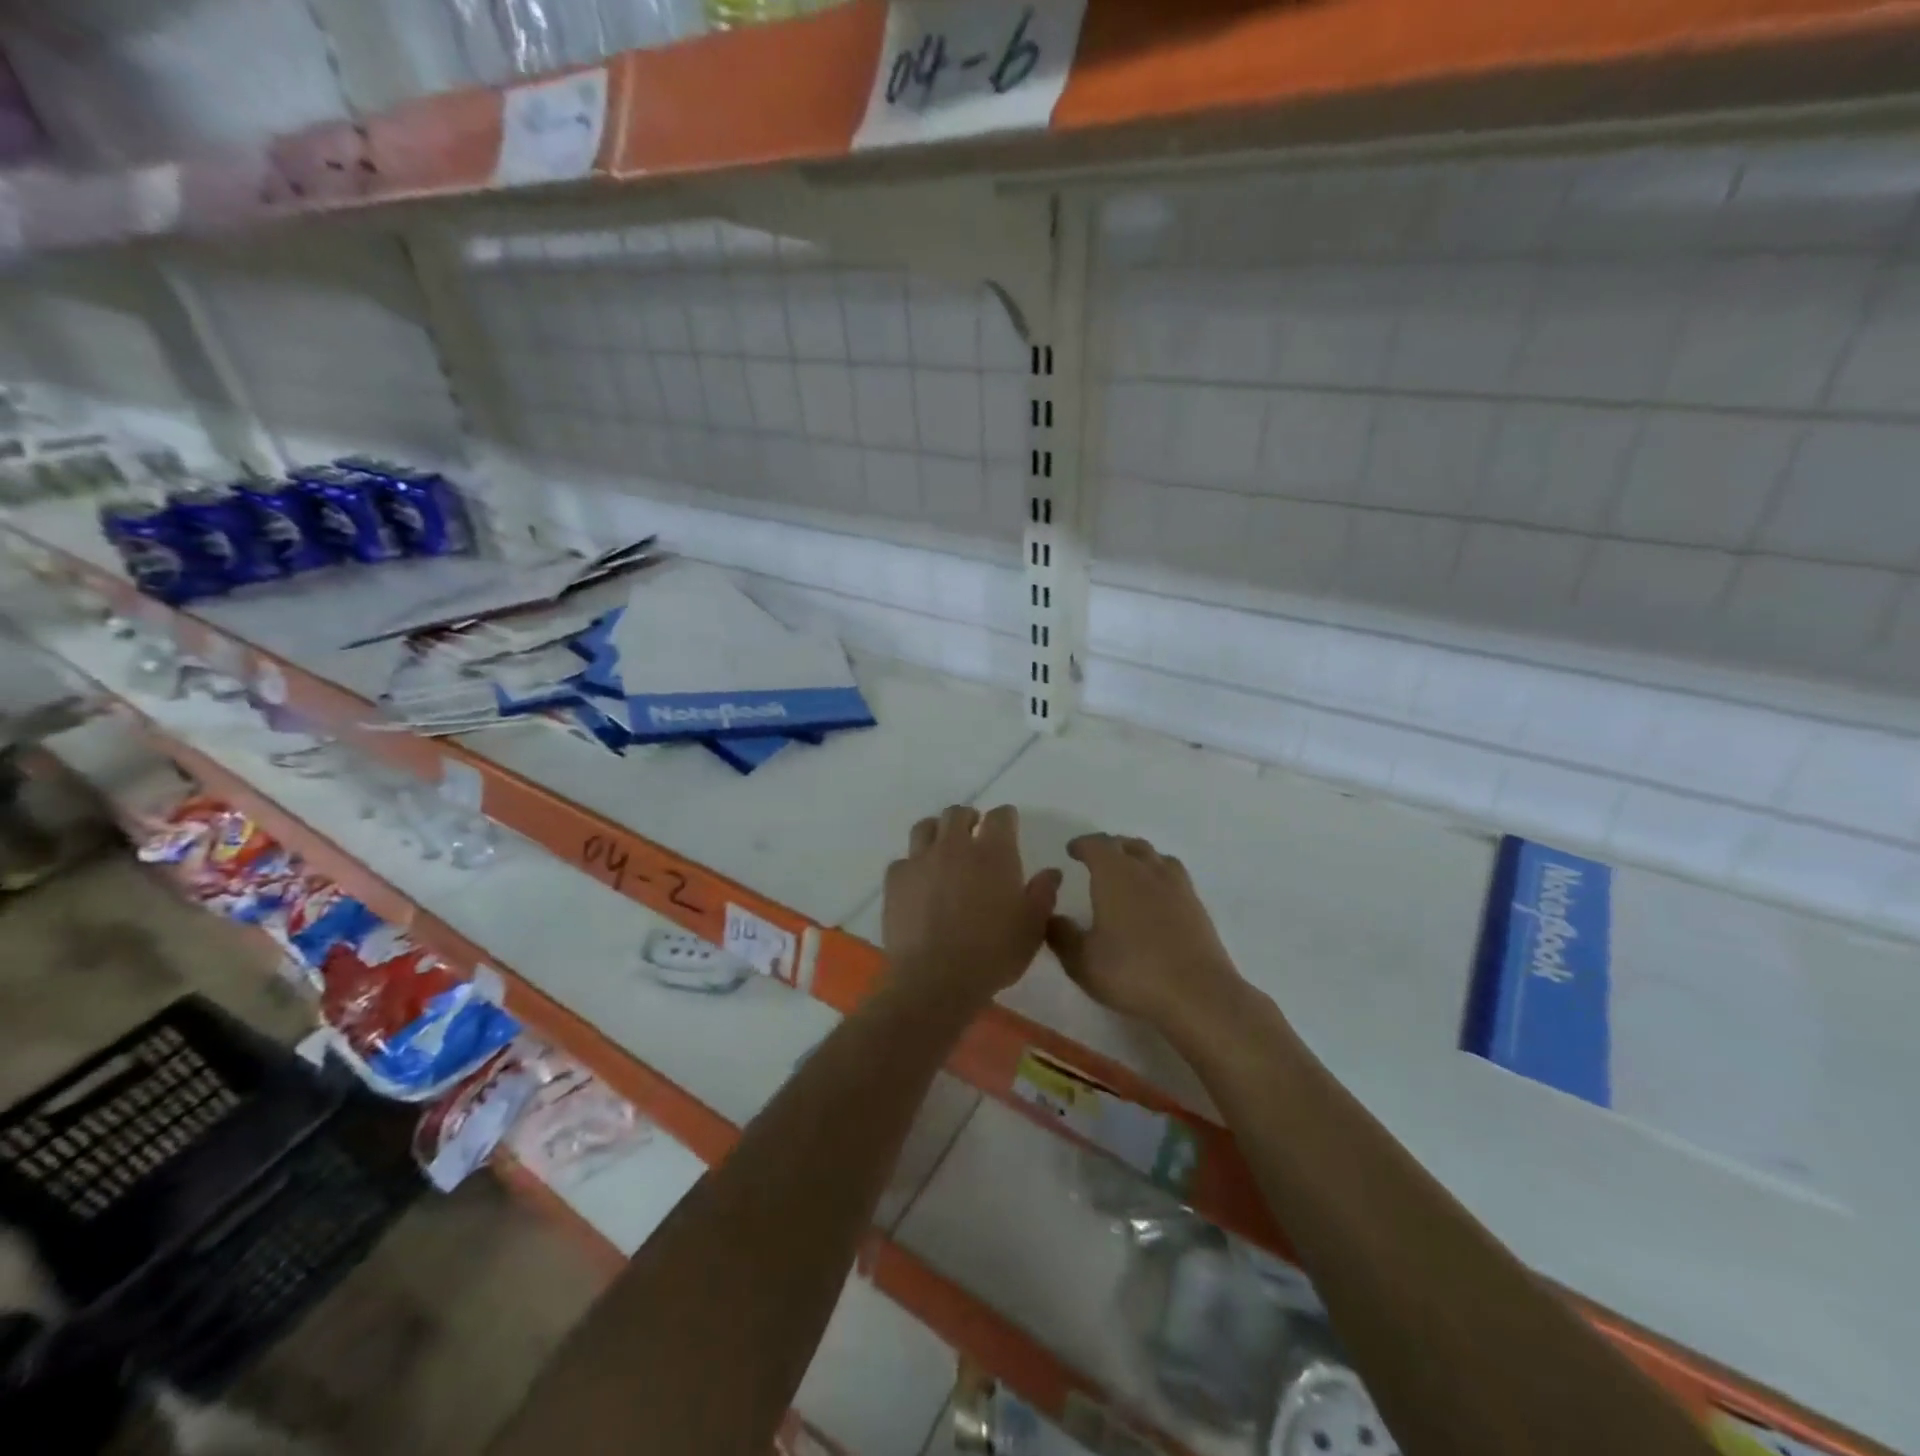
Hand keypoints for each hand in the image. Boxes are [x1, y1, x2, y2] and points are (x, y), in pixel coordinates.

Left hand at [883, 805, 1060, 1004]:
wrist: (935, 979)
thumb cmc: (993, 953)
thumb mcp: (1032, 928)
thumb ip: (1043, 894)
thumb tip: (1051, 872)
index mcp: (993, 853)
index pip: (1000, 817)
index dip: (1005, 818)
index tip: (1008, 825)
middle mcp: (955, 846)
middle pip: (957, 813)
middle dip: (968, 818)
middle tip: (974, 833)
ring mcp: (921, 860)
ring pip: (926, 828)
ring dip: (937, 832)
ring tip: (943, 849)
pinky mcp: (895, 880)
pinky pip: (904, 860)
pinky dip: (913, 865)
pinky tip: (919, 881)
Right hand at [1046, 833, 1244, 1033]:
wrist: (1197, 994)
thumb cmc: (1131, 972)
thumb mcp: (1082, 961)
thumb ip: (1061, 936)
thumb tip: (1051, 917)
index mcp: (1115, 874)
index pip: (1096, 845)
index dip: (1082, 845)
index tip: (1072, 850)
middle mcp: (1146, 870)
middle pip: (1128, 845)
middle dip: (1110, 847)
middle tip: (1097, 859)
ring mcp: (1177, 886)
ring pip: (1155, 857)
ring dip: (1138, 857)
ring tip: (1129, 871)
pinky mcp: (1197, 906)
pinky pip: (1174, 877)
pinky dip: (1159, 876)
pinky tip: (1155, 897)